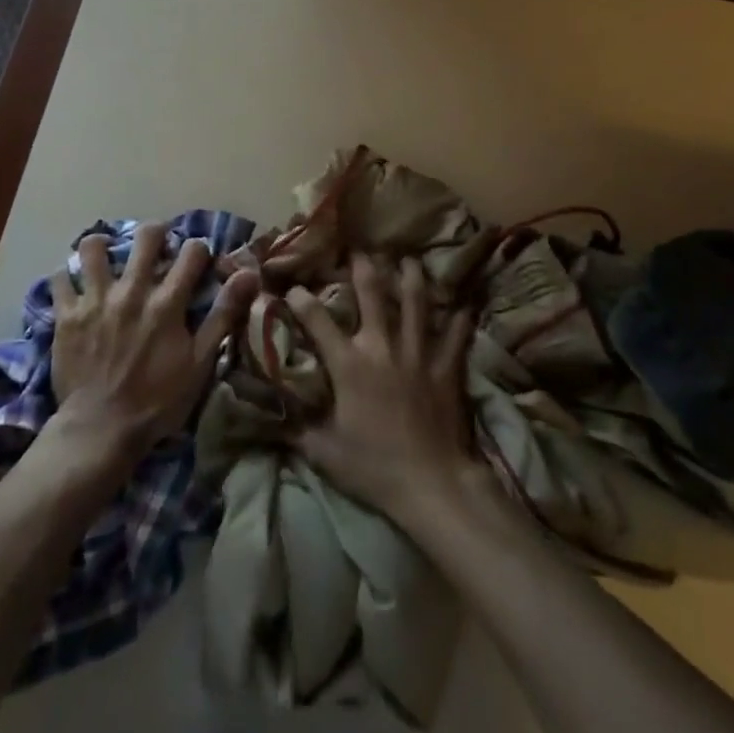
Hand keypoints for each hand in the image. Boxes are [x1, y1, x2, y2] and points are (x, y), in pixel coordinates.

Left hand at [50, 223, 256, 460]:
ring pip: (93, 248)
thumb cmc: (157, 400)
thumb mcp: (200, 362)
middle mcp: (132, 291)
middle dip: (155, 234)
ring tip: (106, 256)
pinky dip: (67, 277)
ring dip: (102, 246)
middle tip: (154, 247)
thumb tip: (249, 274)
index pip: (191, 252)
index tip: (196, 260)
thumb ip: (223, 314)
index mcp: (167, 302)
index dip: (198, 250)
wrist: (101, 430)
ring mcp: (95, 300)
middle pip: (146, 237)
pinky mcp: (66, 315)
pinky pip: (60, 279)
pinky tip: (75, 284)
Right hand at [290, 253, 483, 526]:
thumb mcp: (323, 452)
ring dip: (412, 277)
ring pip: (416, 303)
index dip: (301, 300)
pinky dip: (460, 318)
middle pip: (372, 294)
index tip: (293, 287)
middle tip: (360, 250)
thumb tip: (271, 418)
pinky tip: (462, 303)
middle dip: (364, 268)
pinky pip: (456, 335)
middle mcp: (382, 347)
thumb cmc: (372, 467)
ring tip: (409, 259)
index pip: (318, 321)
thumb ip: (297, 430)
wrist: (430, 482)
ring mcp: (418, 353)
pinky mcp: (446, 367)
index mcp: (349, 364)